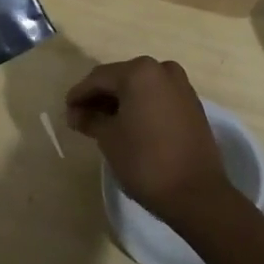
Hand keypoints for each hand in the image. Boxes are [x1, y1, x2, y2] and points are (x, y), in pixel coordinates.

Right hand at [66, 57, 232, 228]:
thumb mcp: (109, 139)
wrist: (197, 194)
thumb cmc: (146, 162)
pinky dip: (141, 106)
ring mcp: (180, 85)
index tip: (66, 110)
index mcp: (139, 71)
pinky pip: (157, 97)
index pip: (99, 78)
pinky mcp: (192, 104)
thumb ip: (90, 119)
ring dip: (121, 102)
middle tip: (82, 117)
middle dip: (100, 97)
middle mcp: (161, 69)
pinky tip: (129, 124)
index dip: (79, 94)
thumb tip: (76, 113)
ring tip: (103, 122)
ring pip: (140, 88)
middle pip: (121, 79)